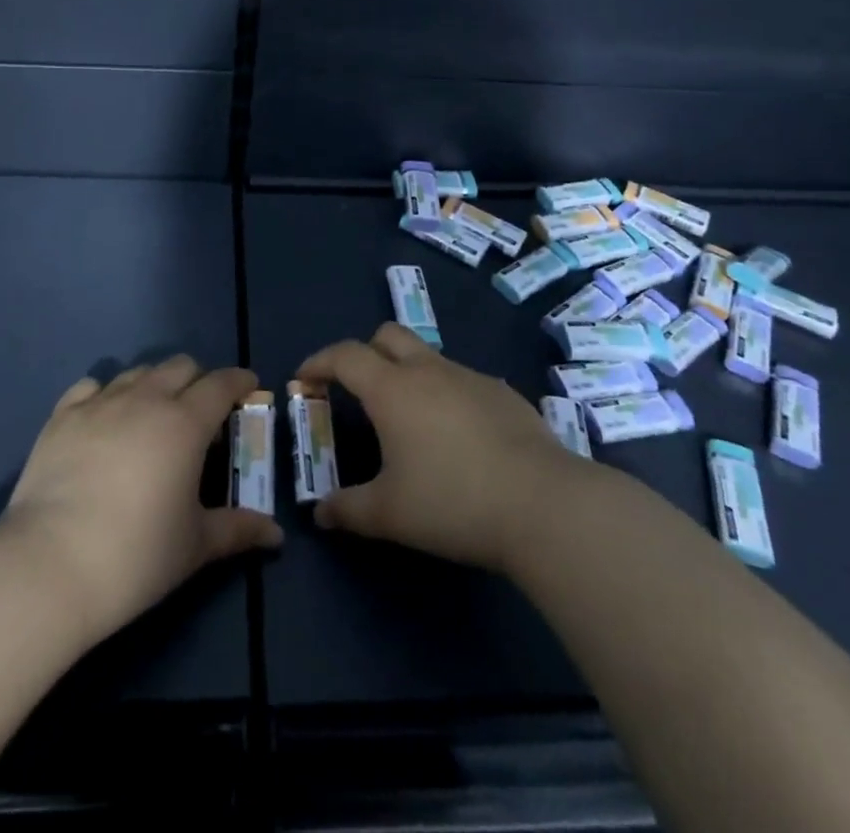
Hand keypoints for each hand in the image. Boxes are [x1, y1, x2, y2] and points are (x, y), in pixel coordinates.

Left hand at [0, 357, 281, 645]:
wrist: (50, 565)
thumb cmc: (136, 556)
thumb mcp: (196, 546)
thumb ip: (238, 530)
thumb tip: (276, 535)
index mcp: (185, 423)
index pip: (221, 384)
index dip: (239, 381)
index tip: (248, 388)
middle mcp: (145, 399)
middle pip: (180, 366)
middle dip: (198, 381)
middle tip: (200, 413)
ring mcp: (100, 403)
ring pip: (137, 372)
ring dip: (154, 385)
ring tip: (152, 416)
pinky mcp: (62, 416)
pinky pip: (91, 386)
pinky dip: (105, 395)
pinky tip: (104, 420)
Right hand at [294, 323, 580, 573]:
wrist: (543, 504)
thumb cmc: (453, 502)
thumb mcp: (390, 514)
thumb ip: (348, 510)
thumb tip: (320, 514)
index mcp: (392, 389)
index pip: (345, 355)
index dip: (319, 362)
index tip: (305, 379)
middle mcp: (428, 370)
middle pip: (387, 335)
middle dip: (364, 352)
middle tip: (357, 389)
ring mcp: (470, 377)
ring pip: (427, 356)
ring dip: (407, 373)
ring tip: (409, 420)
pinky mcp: (503, 393)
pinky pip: (462, 380)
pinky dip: (446, 394)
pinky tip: (457, 436)